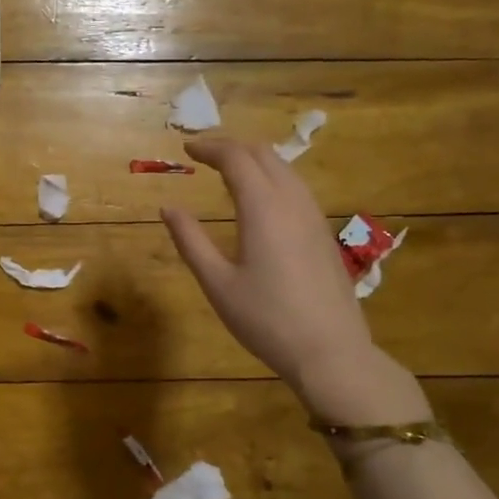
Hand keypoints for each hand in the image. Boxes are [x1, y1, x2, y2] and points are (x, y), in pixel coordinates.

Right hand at [162, 137, 429, 427]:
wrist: (331, 351)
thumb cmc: (266, 319)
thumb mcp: (217, 283)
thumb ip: (190, 240)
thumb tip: (168, 207)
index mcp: (263, 208)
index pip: (236, 158)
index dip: (210, 147)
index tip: (186, 149)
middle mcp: (292, 202)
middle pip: (264, 154)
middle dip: (232, 148)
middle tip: (203, 156)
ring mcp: (313, 216)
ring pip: (285, 168)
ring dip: (254, 160)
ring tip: (228, 172)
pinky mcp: (323, 233)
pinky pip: (296, 187)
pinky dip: (272, 177)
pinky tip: (260, 200)